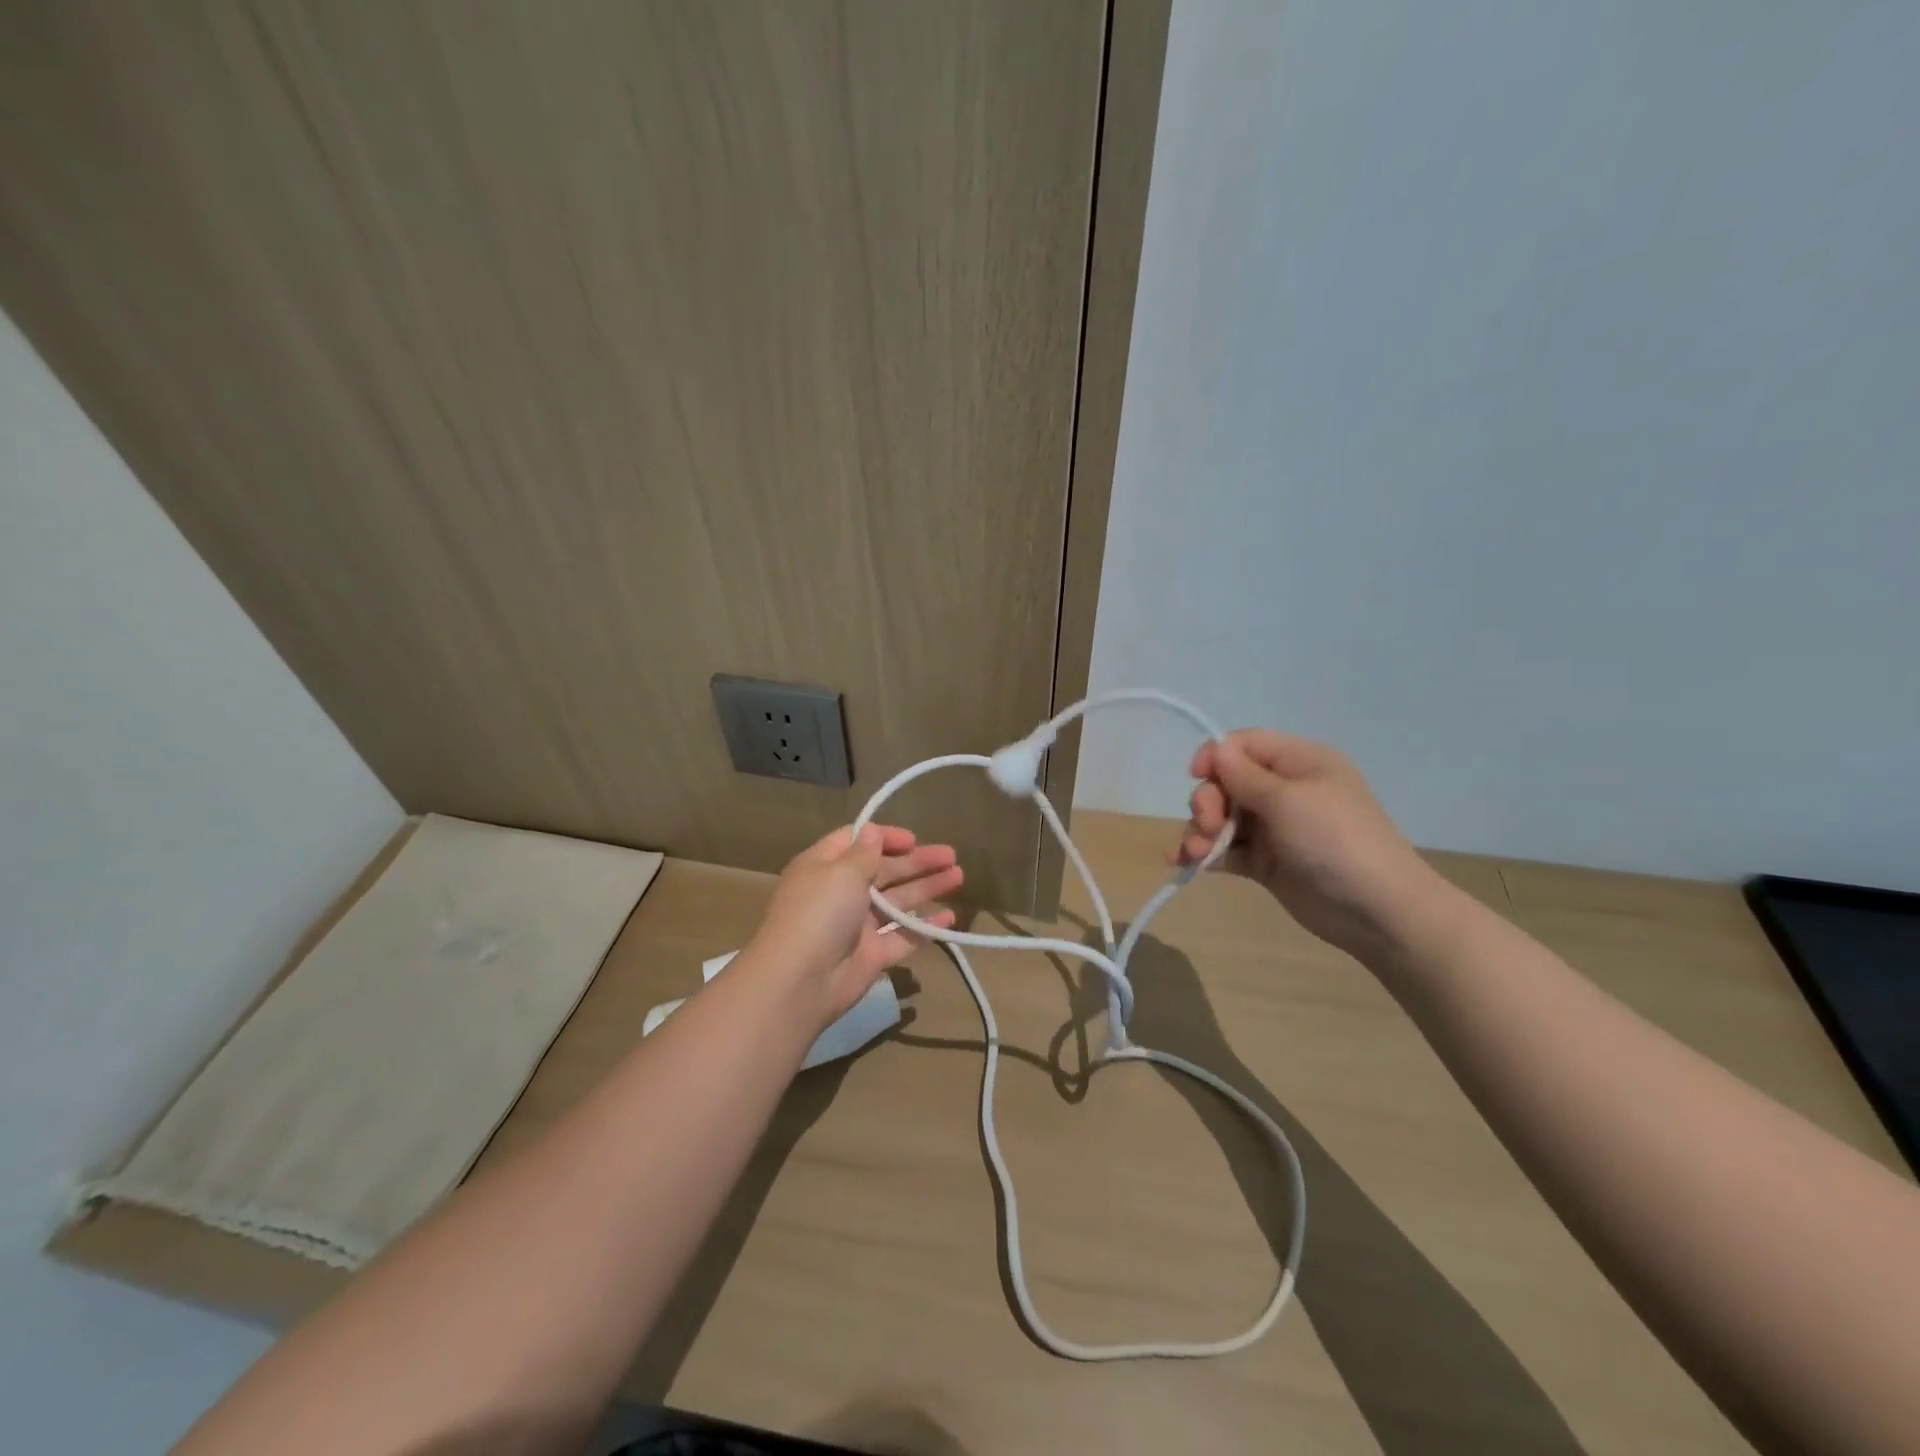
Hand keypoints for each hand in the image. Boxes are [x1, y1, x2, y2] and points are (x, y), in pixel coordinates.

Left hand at [745, 824, 962, 1030]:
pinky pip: (903, 936)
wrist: (800, 981)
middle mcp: (840, 893)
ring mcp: (857, 926)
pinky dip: (925, 927)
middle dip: (917, 862)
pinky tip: (950, 918)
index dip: (885, 838)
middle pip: (884, 871)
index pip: (857, 841)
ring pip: (897, 902)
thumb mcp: (842, 872)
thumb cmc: (819, 913)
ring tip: (959, 876)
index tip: (913, 839)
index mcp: (824, 867)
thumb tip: (872, 831)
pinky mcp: (872, 955)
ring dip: (926, 888)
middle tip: (951, 856)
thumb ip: (864, 852)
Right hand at [1174, 729, 1441, 959]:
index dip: (1216, 757)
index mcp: (1299, 763)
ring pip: (1223, 818)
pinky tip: (1183, 864)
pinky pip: (1226, 850)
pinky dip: (1204, 855)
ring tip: (1195, 853)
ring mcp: (1275, 828)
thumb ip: (1245, 775)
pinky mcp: (1266, 863)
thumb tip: (1216, 748)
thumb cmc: (1335, 841)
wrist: (1376, 910)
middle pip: (1227, 782)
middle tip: (1208, 824)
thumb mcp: (1288, 800)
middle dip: (1208, 801)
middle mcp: (1285, 791)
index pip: (1244, 745)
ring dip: (1201, 831)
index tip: (1196, 776)